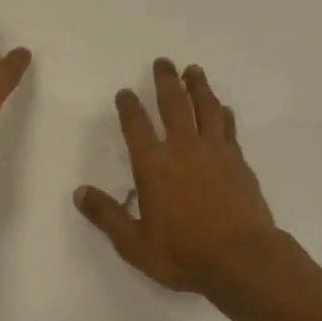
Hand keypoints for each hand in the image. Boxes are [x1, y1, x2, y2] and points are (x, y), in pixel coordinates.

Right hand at [75, 59, 279, 293]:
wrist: (242, 258)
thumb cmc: (184, 253)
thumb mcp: (134, 243)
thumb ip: (107, 215)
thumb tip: (79, 193)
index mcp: (153, 165)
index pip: (136, 126)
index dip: (128, 106)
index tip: (125, 92)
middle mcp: (183, 149)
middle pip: (173, 104)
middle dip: (165, 81)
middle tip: (163, 62)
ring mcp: (215, 151)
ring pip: (205, 108)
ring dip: (198, 86)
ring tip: (193, 70)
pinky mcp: (238, 161)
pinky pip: (228, 128)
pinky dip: (222, 113)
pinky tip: (222, 108)